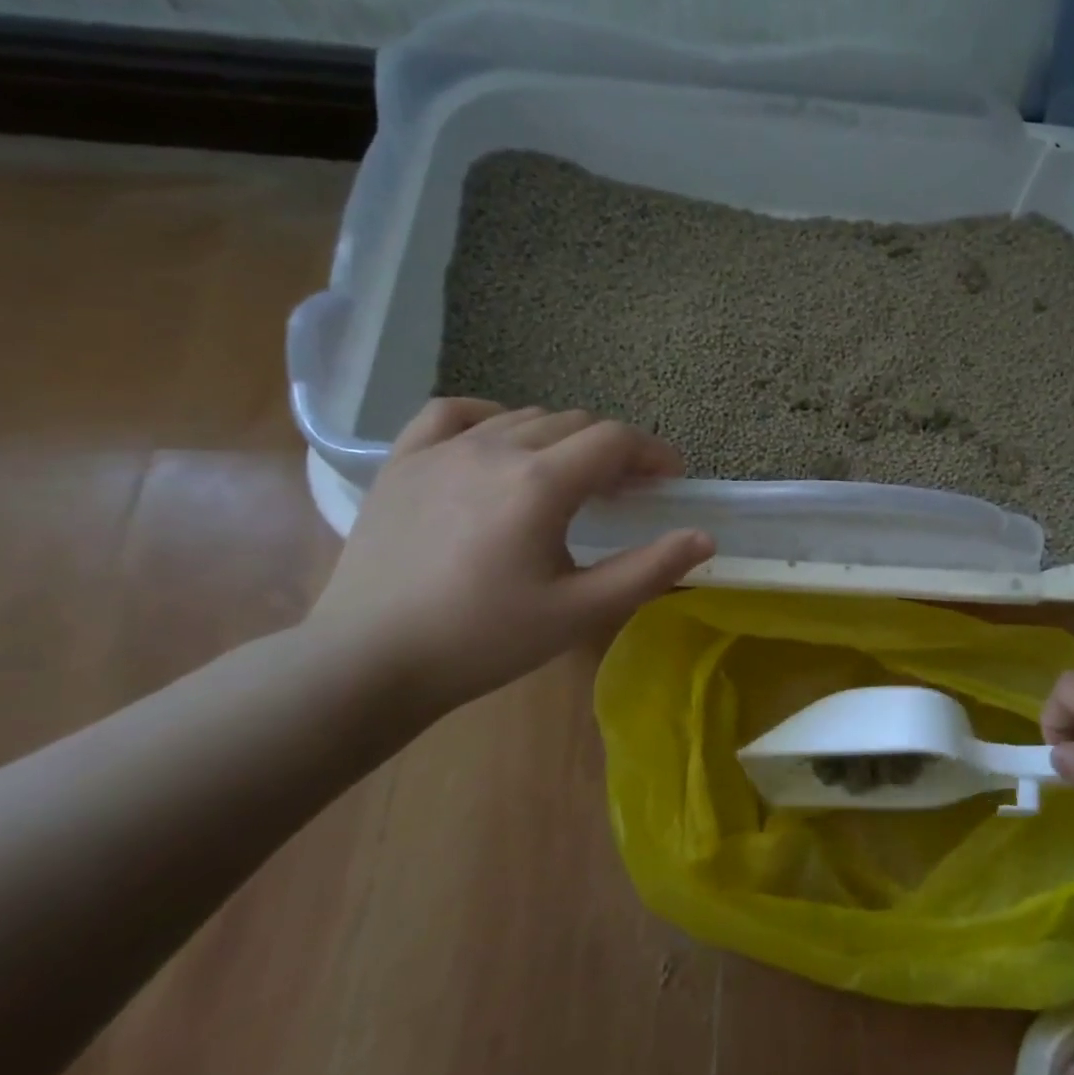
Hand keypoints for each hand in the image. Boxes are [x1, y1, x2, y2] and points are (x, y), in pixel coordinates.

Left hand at [307, 399, 714, 708]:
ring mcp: (443, 450)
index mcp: (541, 483)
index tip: (671, 480)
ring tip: (570, 477)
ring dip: (562, 438)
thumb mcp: (579, 611)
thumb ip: (648, 570)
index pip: (615, 440)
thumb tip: (704, 536)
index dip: (654, 453)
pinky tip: (498, 441)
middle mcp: (495, 449)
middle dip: (613, 448)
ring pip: (523, 416)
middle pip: (575, 423)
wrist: (369, 662)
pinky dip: (490, 417)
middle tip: (626, 491)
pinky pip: (453, 413)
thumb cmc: (484, 639)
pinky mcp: (403, 462)